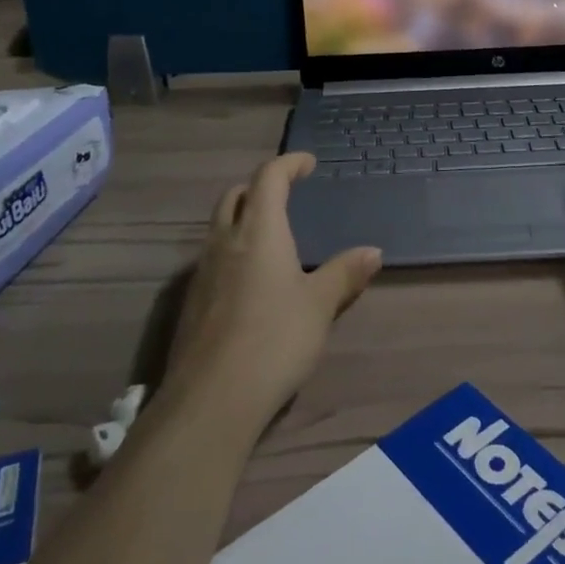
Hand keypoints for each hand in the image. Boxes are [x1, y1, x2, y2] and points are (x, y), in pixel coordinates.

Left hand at [167, 153, 382, 425]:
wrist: (211, 399)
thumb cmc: (274, 340)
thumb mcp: (319, 306)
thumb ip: (344, 274)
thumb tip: (373, 251)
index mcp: (259, 231)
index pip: (268, 178)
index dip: (289, 164)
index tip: (308, 164)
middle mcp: (225, 241)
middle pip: (235, 195)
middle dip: (259, 186)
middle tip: (285, 195)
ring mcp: (203, 272)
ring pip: (219, 226)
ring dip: (242, 217)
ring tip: (271, 237)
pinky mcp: (192, 302)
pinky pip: (213, 258)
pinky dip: (233, 250)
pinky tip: (251, 280)